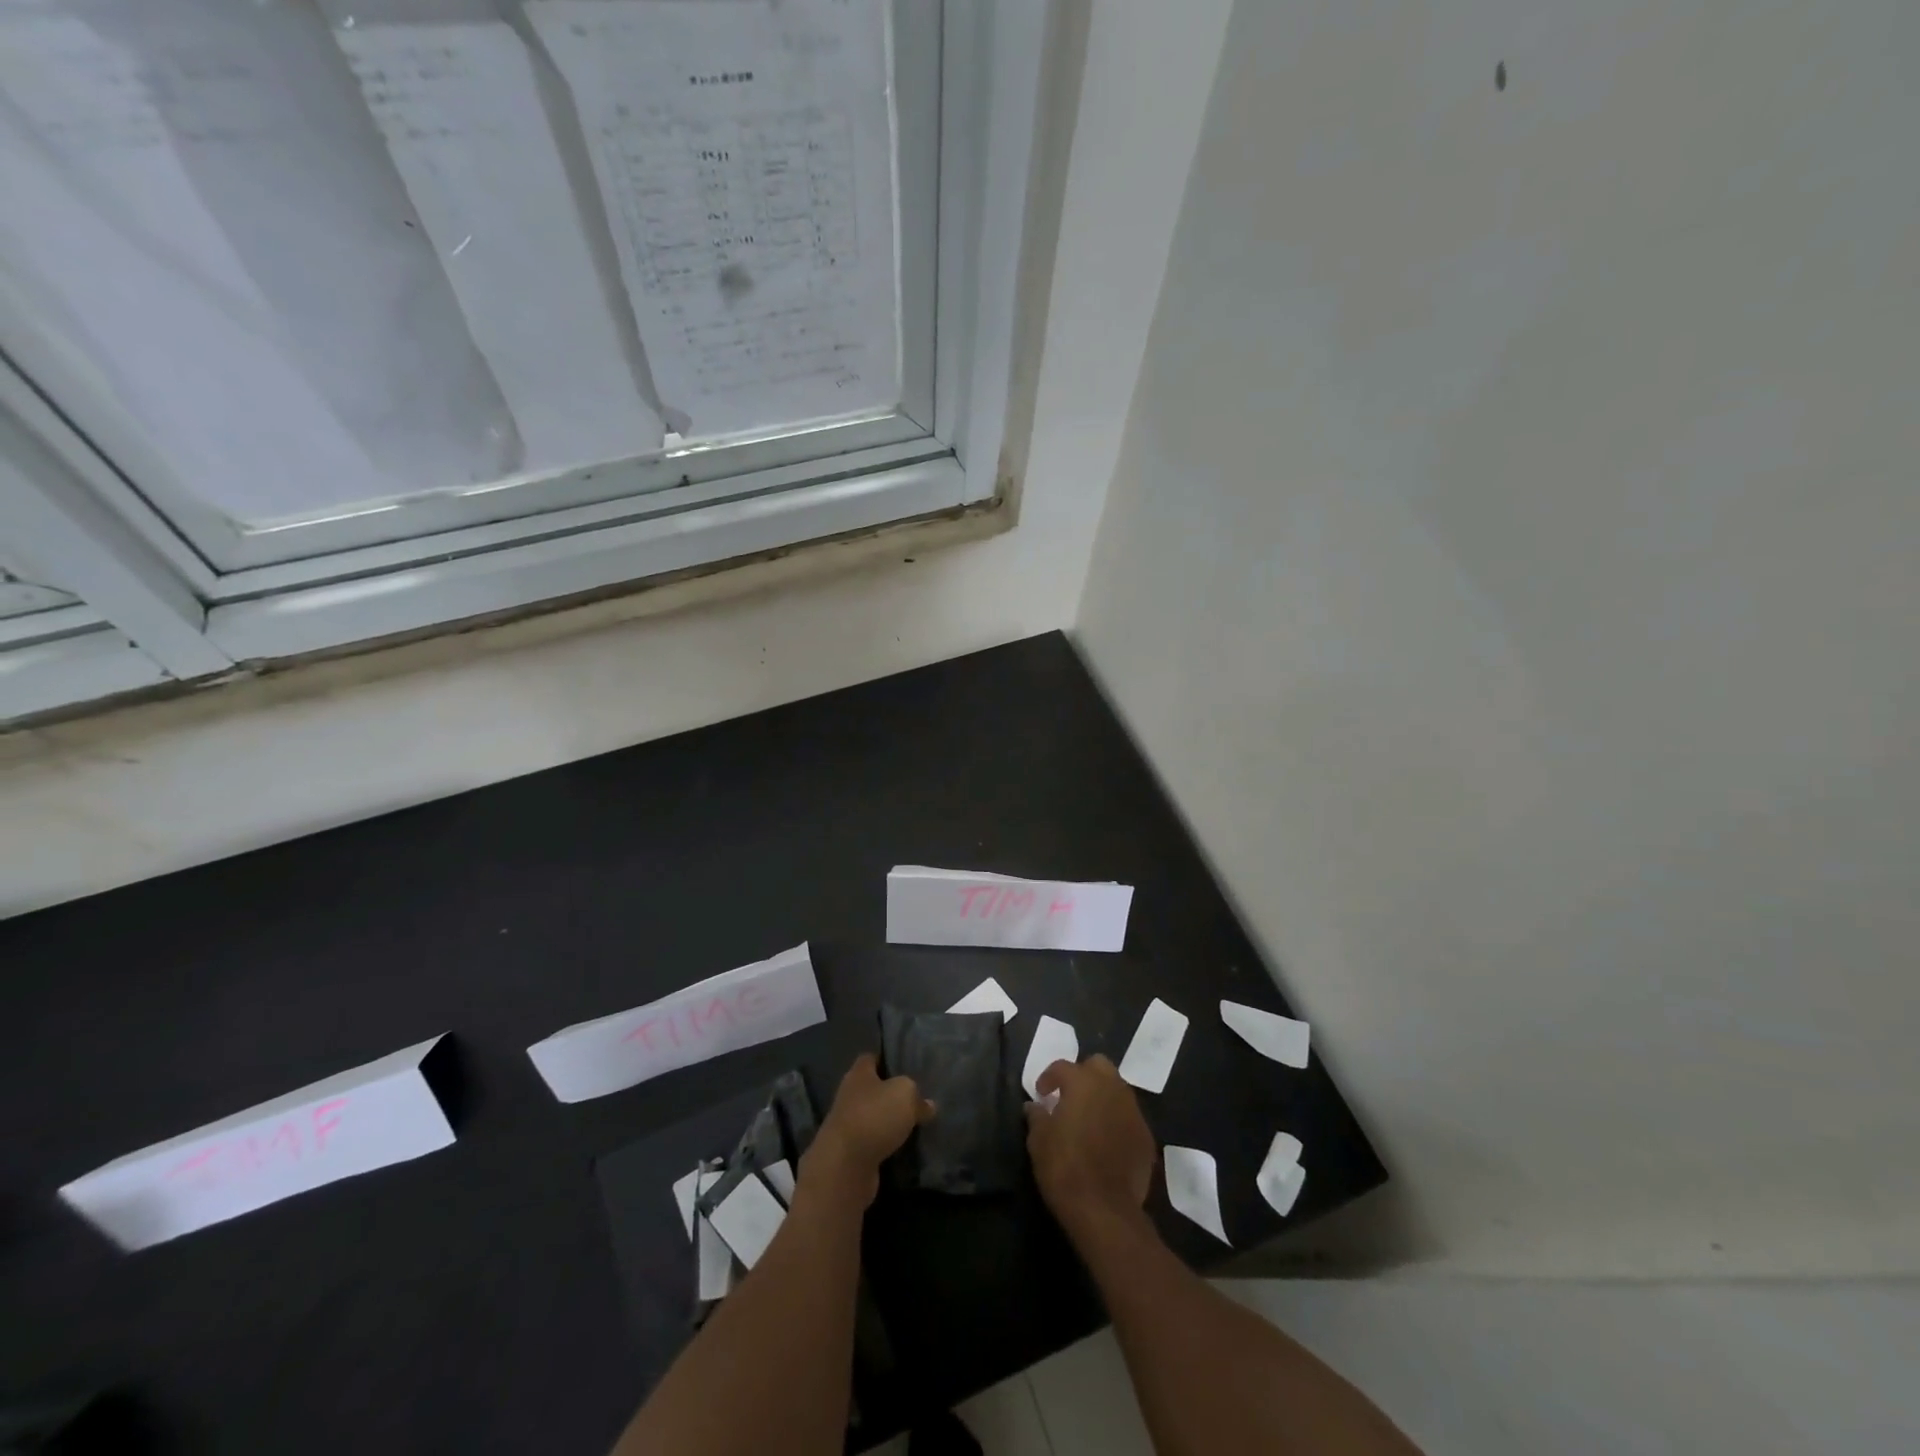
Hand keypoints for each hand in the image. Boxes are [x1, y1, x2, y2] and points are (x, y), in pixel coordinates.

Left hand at [800, 1054, 934, 1207]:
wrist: (845, 1167)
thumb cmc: (874, 1117)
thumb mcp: (905, 1095)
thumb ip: (917, 1096)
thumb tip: (927, 1105)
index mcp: (858, 1074)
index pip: (871, 1058)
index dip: (887, 1059)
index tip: (906, 1065)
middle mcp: (849, 1096)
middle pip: (872, 1089)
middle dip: (891, 1094)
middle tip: (917, 1097)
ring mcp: (848, 1126)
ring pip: (873, 1117)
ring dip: (889, 1122)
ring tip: (915, 1124)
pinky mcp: (851, 1153)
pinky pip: (873, 1142)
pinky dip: (886, 1145)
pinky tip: (904, 1148)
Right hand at [1025, 1055, 1156, 1239]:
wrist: (1104, 1210)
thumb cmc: (1065, 1168)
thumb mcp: (1038, 1141)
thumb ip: (1037, 1116)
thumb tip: (1034, 1106)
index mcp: (1083, 1083)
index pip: (1063, 1067)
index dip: (1049, 1077)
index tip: (1041, 1093)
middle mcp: (1112, 1088)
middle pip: (1099, 1065)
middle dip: (1083, 1075)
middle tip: (1069, 1096)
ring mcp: (1133, 1112)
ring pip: (1118, 1090)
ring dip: (1103, 1097)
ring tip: (1089, 1118)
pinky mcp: (1146, 1137)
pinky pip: (1129, 1118)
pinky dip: (1117, 1121)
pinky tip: (1107, 1142)